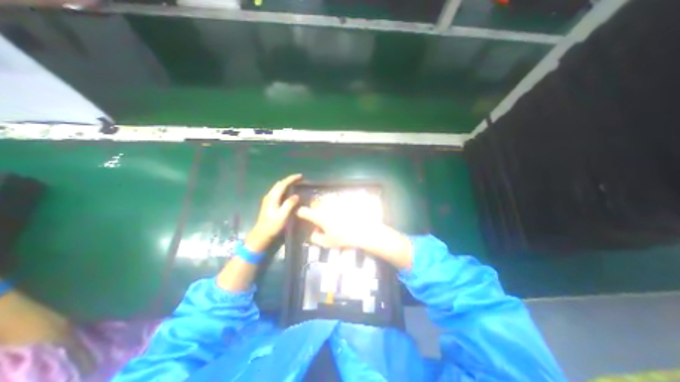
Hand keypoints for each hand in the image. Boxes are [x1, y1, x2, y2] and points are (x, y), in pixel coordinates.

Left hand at [241, 174, 298, 251]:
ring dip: (287, 184)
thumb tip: (296, 195)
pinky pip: (277, 192)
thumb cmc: (272, 226)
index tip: (301, 176)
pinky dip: (284, 189)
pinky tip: (288, 193)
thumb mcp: (282, 216)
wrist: (261, 235)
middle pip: (280, 184)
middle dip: (290, 180)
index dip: (292, 179)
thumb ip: (289, 204)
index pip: (283, 184)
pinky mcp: (269, 204)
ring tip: (296, 184)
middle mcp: (269, 196)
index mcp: (273, 197)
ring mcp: (268, 200)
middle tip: (300, 179)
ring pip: (278, 187)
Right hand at [297, 206, 410, 267]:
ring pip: (325, 204)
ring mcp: (334, 203)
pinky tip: (341, 216)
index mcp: (318, 216)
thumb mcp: (326, 242)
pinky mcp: (343, 202)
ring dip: (325, 210)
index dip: (301, 214)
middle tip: (321, 223)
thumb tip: (314, 233)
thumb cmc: (343, 237)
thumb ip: (315, 238)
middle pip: (315, 206)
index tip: (302, 217)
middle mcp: (325, 206)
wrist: (363, 230)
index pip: (303, 211)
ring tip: (333, 220)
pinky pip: (335, 203)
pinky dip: (335, 208)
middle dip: (315, 213)